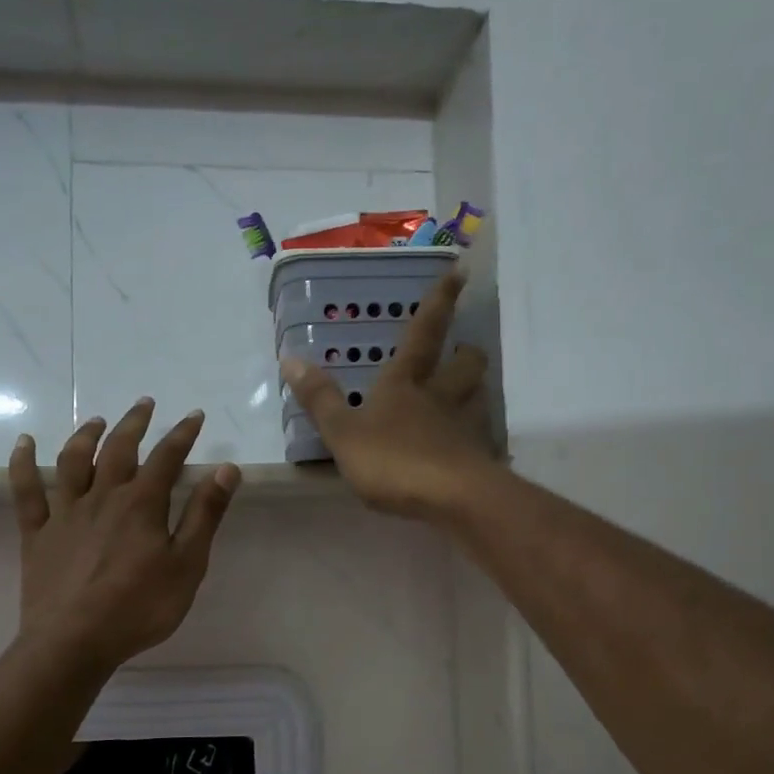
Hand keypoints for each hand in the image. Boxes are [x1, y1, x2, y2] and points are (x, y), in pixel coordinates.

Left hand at [9, 401, 240, 670]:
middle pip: (119, 449)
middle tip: (144, 404)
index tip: (194, 416)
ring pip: (73, 461)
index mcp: (141, 504)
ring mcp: (65, 513)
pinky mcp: (37, 534)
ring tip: (97, 421)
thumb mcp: (186, 564)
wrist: (74, 642)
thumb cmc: (139, 608)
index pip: (167, 457)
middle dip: (134, 423)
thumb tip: (226, 469)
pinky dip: (23, 463)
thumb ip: (205, 515)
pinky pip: (26, 491)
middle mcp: (102, 497)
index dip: (183, 433)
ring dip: (86, 435)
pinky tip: (24, 442)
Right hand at [280, 272, 495, 519]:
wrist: (453, 499)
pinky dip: (478, 436)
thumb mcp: (343, 433)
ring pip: (479, 396)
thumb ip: (320, 399)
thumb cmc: (393, 460)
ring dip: (475, 389)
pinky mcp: (481, 458)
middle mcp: (442, 396)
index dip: (439, 302)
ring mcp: (467, 426)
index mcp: (406, 384)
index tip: (458, 273)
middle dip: (466, 351)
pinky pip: (483, 438)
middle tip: (464, 349)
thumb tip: (290, 358)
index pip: (423, 333)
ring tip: (466, 394)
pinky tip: (469, 448)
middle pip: (465, 364)